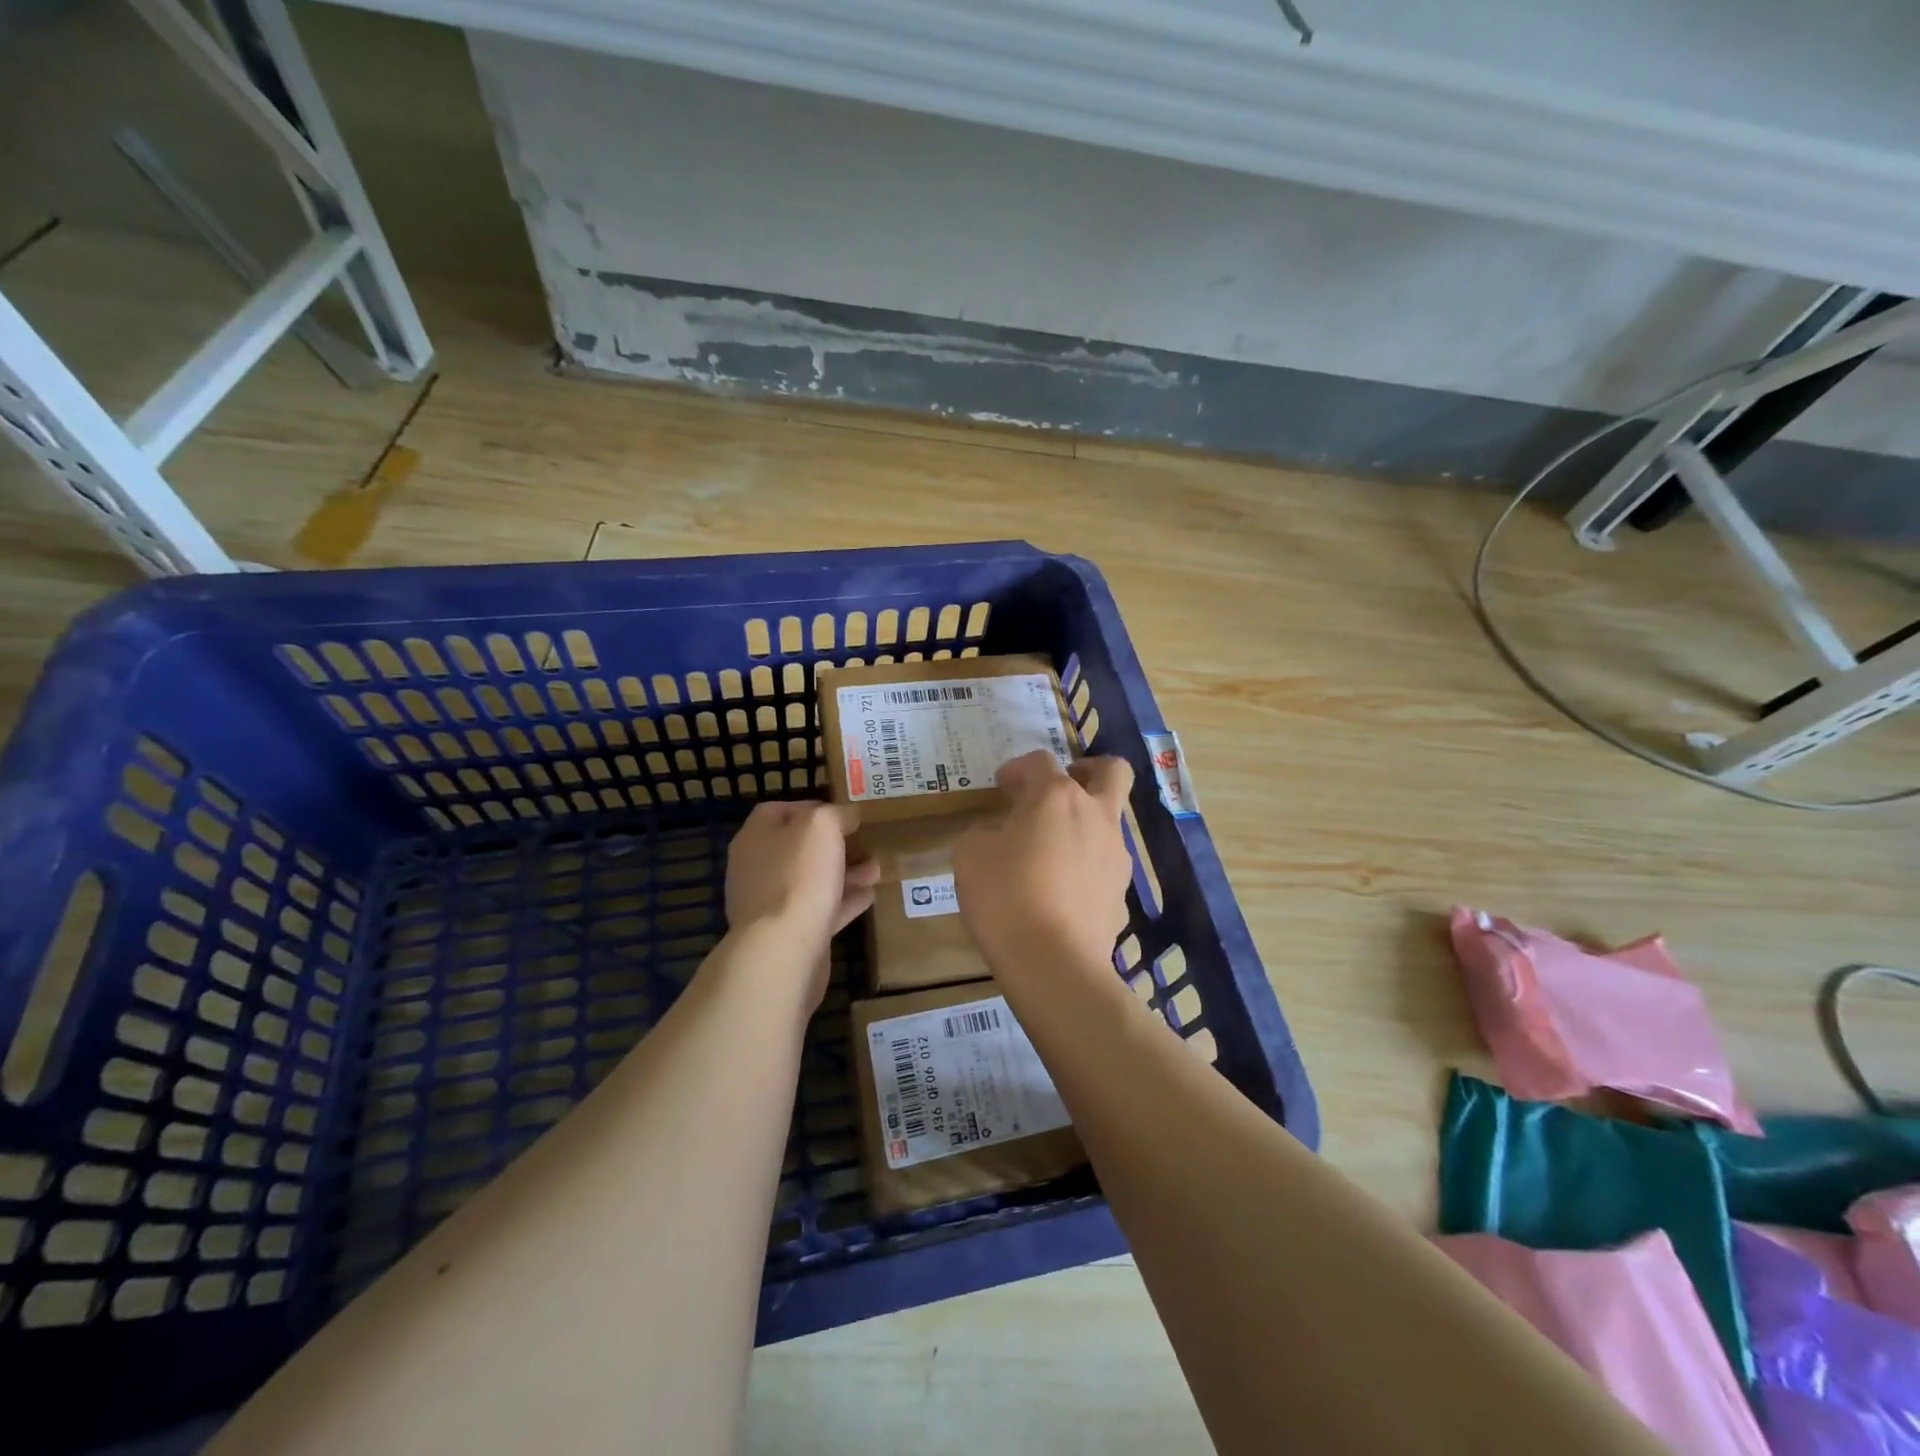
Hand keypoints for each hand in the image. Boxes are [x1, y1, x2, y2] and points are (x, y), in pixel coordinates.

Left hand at [725, 800, 879, 952]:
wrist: (783, 949)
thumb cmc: (799, 876)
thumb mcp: (821, 827)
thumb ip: (835, 815)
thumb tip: (847, 816)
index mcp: (755, 838)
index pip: (777, 811)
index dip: (811, 808)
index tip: (843, 813)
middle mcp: (757, 868)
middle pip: (797, 848)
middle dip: (833, 844)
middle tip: (864, 842)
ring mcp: (770, 904)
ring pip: (811, 880)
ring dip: (844, 873)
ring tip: (875, 869)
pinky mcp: (788, 934)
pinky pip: (819, 910)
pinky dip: (844, 902)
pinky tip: (869, 897)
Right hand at [953, 751, 1135, 976]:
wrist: (1053, 964)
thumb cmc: (1005, 897)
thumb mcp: (970, 855)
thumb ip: (984, 831)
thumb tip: (1000, 833)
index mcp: (1056, 797)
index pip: (1040, 761)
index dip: (1018, 768)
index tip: (1002, 786)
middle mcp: (1095, 816)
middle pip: (1112, 771)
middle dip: (1089, 769)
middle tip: (1062, 785)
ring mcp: (1115, 855)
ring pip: (1111, 820)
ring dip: (1084, 823)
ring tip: (1050, 850)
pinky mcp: (1121, 893)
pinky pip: (1105, 865)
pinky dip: (1086, 866)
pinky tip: (1060, 891)